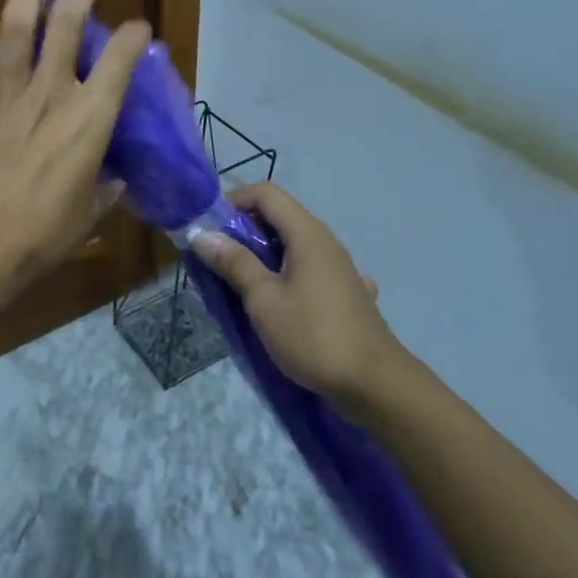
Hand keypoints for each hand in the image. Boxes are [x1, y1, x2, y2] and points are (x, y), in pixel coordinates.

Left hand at [0, 0, 150, 298]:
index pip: (122, 57)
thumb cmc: (42, 235)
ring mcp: (5, 90)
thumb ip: (105, 187)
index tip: (136, 30)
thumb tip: (112, 178)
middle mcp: (51, 90)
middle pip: (69, 20)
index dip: (133, 34)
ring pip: (16, 22)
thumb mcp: (91, 213)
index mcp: (90, 117)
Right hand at [192, 182, 401, 402]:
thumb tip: (202, 234)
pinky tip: (286, 302)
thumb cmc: (312, 335)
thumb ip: (234, 263)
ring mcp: (340, 267)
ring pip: (294, 246)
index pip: (266, 193)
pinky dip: (289, 276)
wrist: (375, 384)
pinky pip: (309, 271)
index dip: (234, 200)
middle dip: (244, 230)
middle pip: (279, 217)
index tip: (210, 227)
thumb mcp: (263, 299)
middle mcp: (326, 241)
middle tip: (217, 258)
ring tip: (241, 283)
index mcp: (306, 233)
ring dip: (264, 256)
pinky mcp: (347, 293)